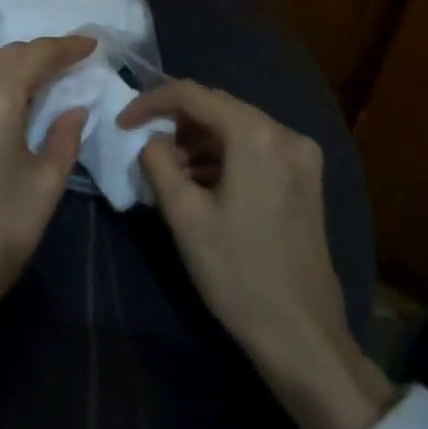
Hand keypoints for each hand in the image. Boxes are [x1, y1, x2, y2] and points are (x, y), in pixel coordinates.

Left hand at [0, 35, 94, 428]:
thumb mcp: (44, 185)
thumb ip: (64, 137)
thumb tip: (72, 108)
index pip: (34, 55)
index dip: (65, 46)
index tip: (90, 44)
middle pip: (3, 58)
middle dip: (38, 56)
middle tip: (70, 63)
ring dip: (11, 73)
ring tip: (42, 85)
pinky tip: (4, 107)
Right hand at [119, 81, 394, 428]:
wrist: (300, 333)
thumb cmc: (236, 272)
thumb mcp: (183, 215)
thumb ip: (158, 162)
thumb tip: (150, 140)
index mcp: (257, 136)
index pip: (192, 95)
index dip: (150, 103)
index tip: (122, 124)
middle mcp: (286, 134)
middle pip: (218, 107)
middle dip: (175, 121)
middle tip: (142, 146)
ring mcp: (301, 157)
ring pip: (235, 128)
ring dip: (197, 141)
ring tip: (168, 171)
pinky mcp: (305, 180)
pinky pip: (254, 149)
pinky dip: (222, 157)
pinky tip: (200, 184)